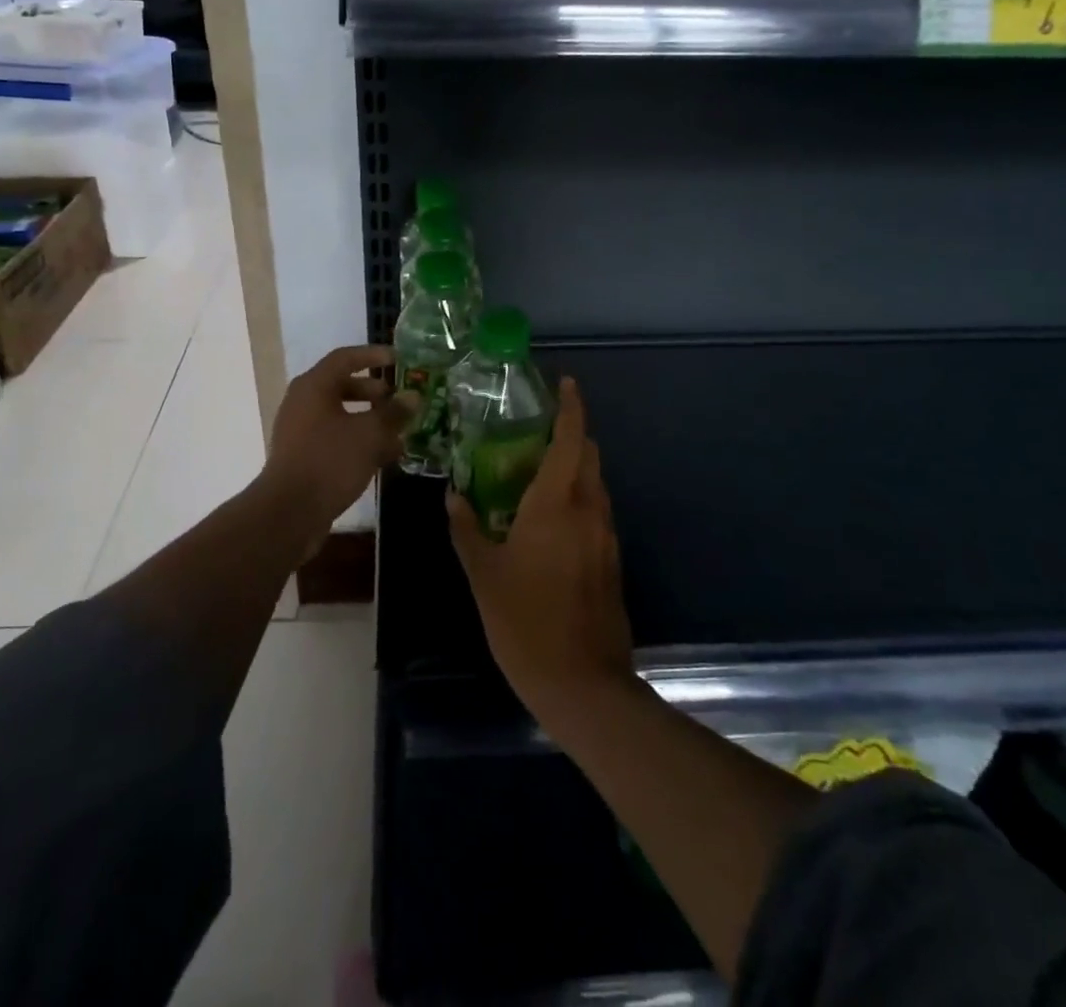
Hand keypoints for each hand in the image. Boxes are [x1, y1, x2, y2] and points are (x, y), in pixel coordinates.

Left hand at [259, 345, 414, 553]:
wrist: (290, 513)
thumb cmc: (330, 461)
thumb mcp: (370, 434)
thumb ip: (394, 413)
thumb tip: (413, 396)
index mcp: (314, 386)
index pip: (345, 357)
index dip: (373, 355)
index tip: (399, 359)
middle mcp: (303, 402)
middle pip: (342, 386)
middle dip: (375, 392)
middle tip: (401, 400)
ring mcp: (301, 430)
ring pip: (342, 415)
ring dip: (371, 420)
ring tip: (400, 432)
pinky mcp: (304, 456)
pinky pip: (336, 438)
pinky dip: (359, 441)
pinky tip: (385, 457)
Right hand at [448, 378, 634, 734]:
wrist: (582, 683)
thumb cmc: (524, 620)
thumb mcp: (483, 573)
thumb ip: (467, 528)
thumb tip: (453, 496)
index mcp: (556, 503)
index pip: (571, 439)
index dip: (571, 407)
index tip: (565, 383)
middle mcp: (588, 510)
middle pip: (589, 455)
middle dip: (570, 435)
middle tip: (535, 433)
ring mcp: (605, 536)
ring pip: (595, 485)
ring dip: (574, 469)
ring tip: (536, 474)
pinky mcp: (612, 561)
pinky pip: (596, 513)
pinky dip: (578, 500)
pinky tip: (549, 521)